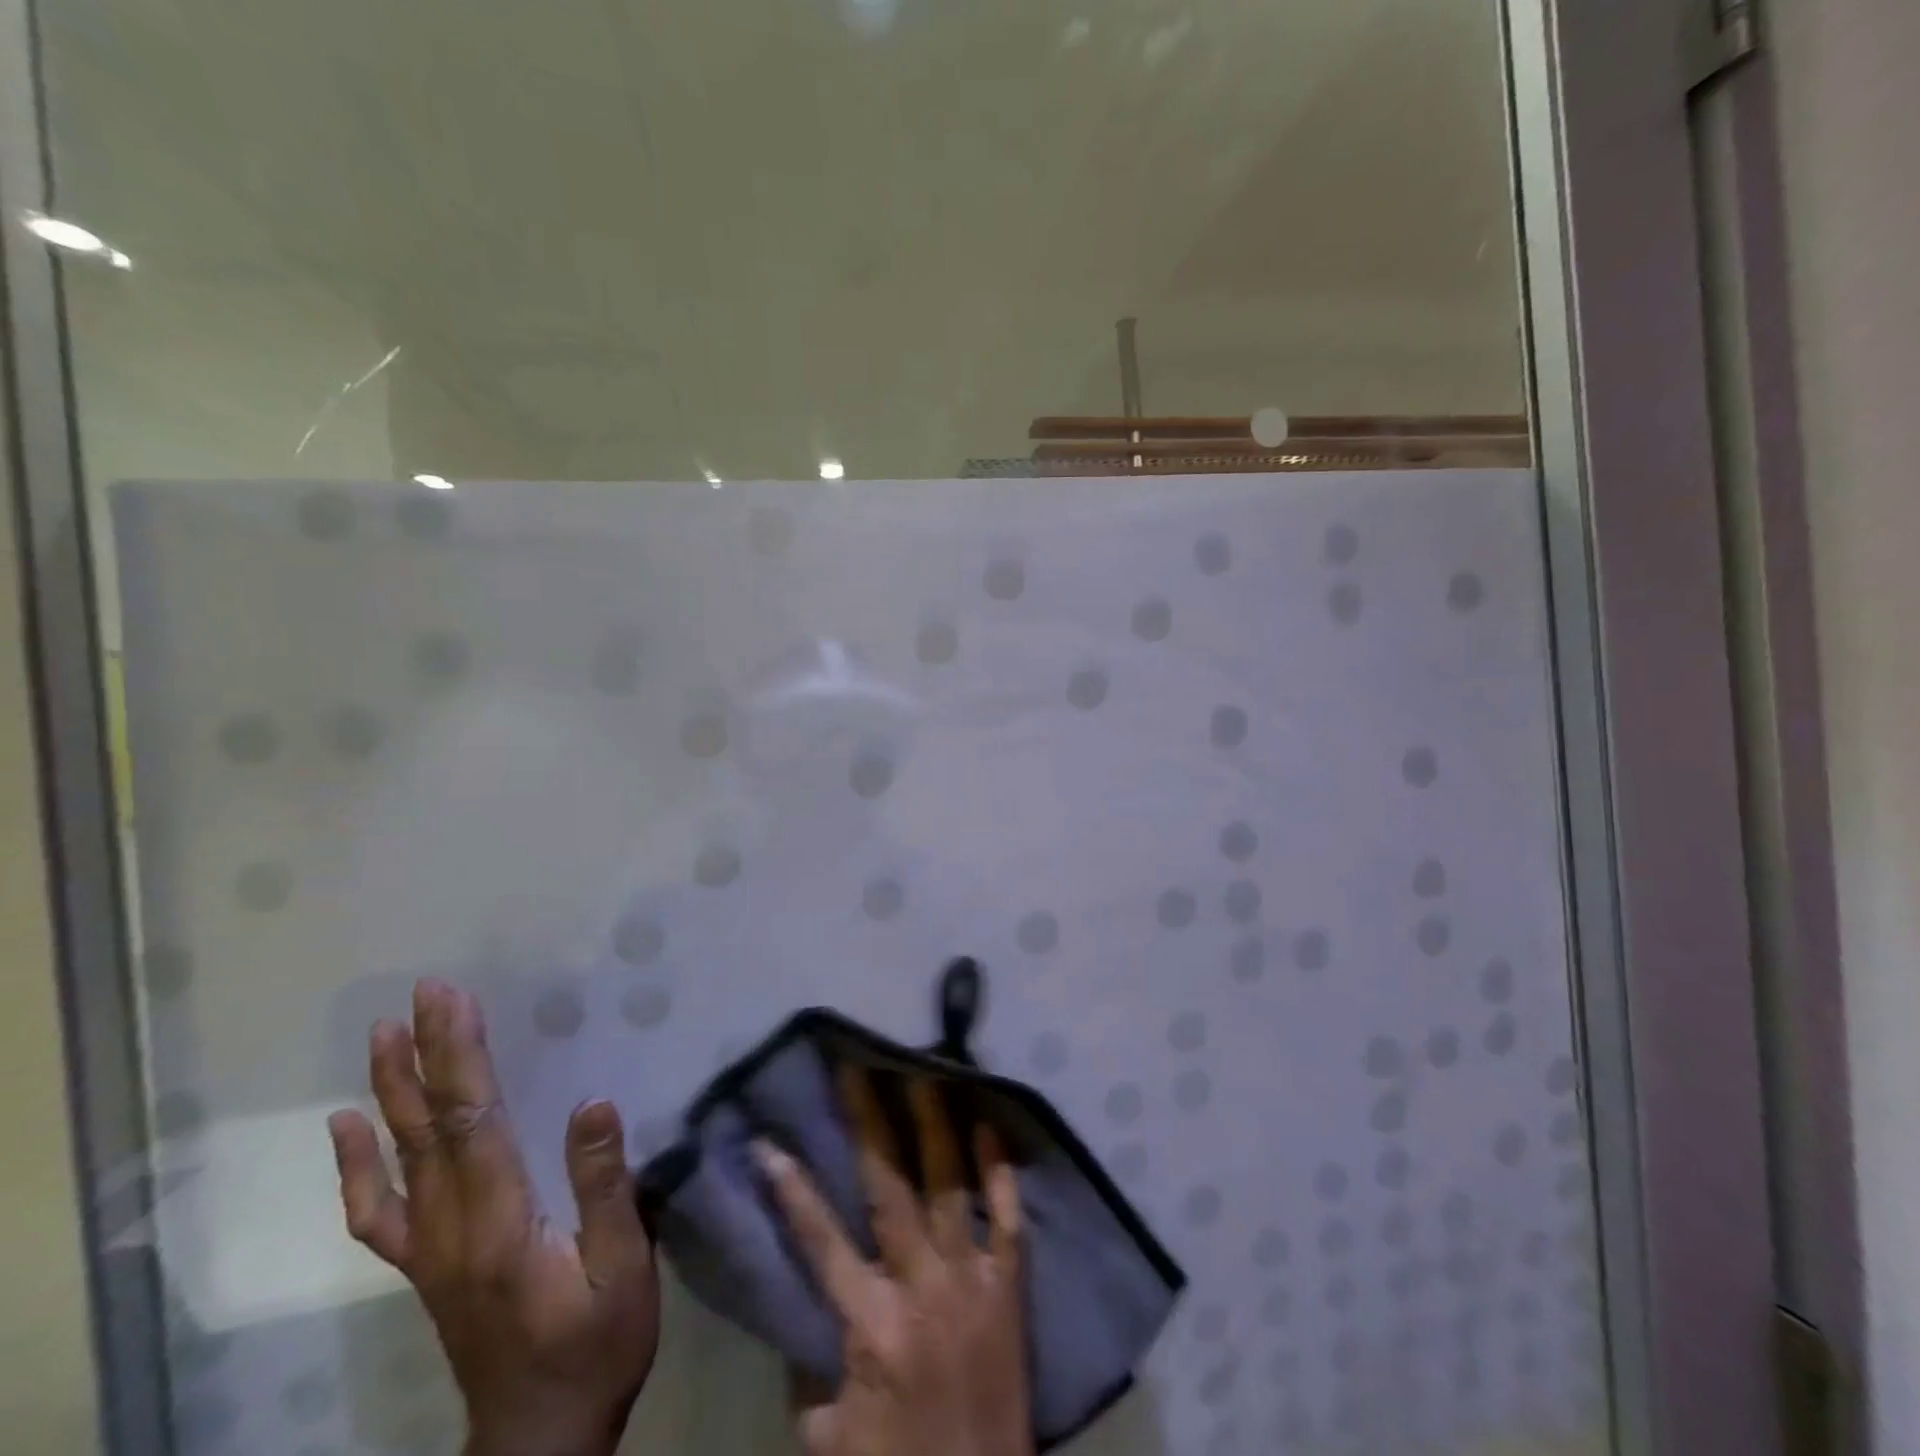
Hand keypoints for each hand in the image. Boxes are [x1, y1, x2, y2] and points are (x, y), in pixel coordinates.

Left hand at [327, 979, 660, 1455]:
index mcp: (499, 1221)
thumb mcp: (623, 1265)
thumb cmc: (597, 1343)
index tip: (454, 1000)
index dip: (462, 1055)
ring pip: (400, 1158)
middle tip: (420, 994)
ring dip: (391, 1091)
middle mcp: (451, 1228)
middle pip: (432, 1126)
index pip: (474, 1120)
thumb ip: (604, 1185)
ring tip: (381, 1036)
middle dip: (425, 1053)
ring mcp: (430, 1250)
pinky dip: (357, 1166)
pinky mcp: (427, 1267)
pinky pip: (380, 1211)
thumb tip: (593, 1101)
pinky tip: (349, 1130)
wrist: (541, 1439)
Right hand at [758, 1070, 1032, 1455]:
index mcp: (871, 1325)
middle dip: (870, 1123)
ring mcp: (972, 1280)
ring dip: (935, 1126)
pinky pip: (1007, 1218)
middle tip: (858, 1069)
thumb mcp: (829, 1436)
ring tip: (925, 1072)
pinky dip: (999, 1172)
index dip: (792, 1190)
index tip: (768, 1141)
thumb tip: (799, 1305)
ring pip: (950, 1186)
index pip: (821, 1241)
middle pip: (890, 1189)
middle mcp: (922, 1287)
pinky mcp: (1011, 1287)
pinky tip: (990, 1126)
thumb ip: (810, 1365)